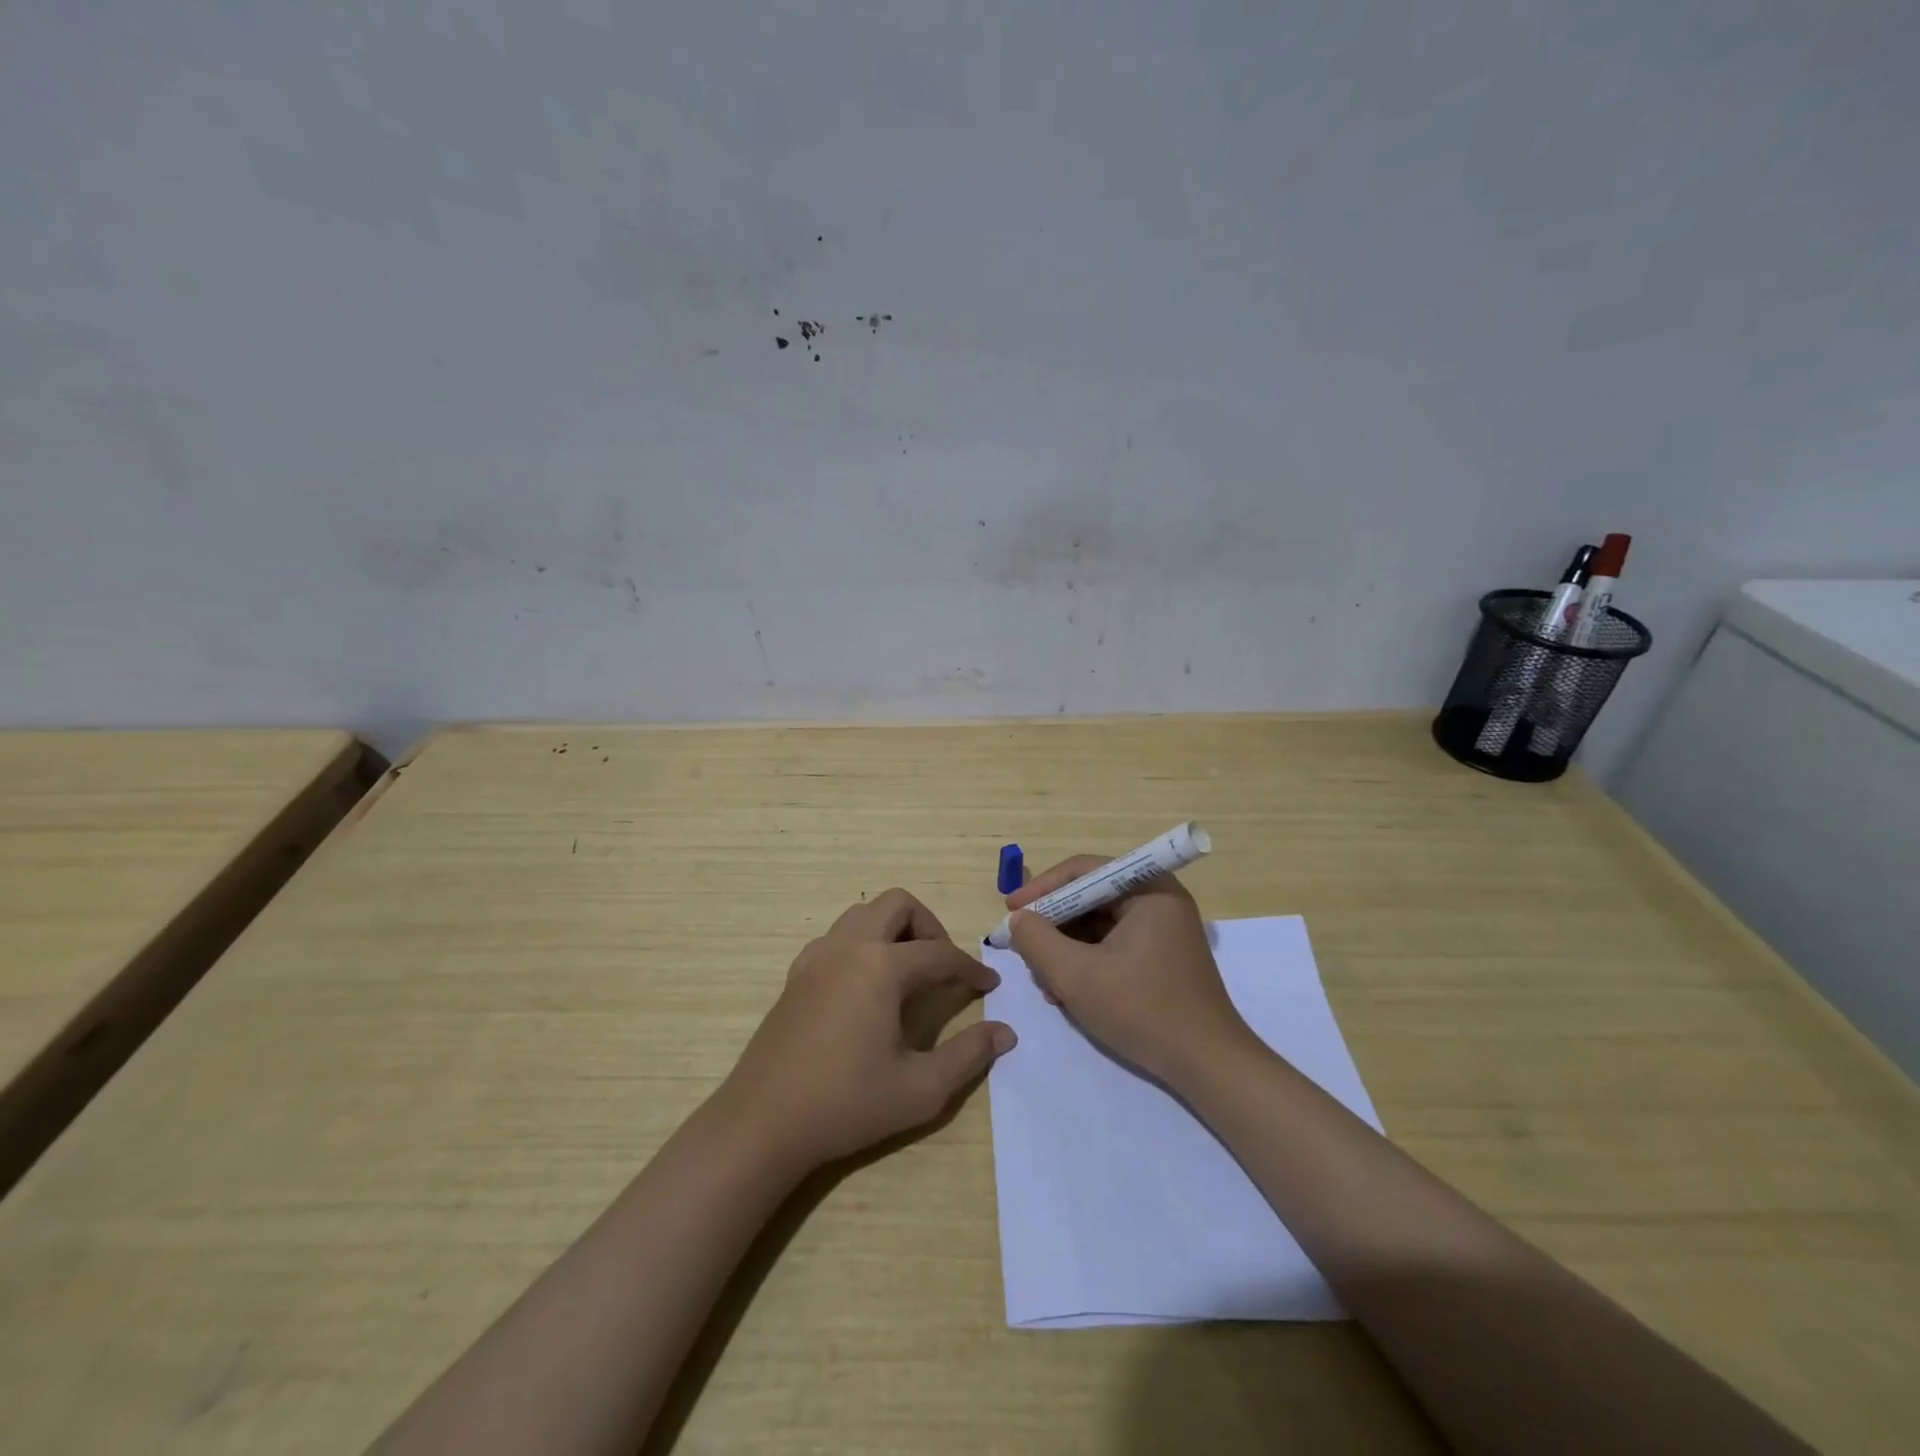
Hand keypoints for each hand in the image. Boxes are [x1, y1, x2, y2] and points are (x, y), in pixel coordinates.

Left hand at [718, 888, 1014, 1172]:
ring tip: (908, 972)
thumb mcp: (920, 1089)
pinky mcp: (797, 973)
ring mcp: (817, 956)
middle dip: (930, 926)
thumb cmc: (846, 1104)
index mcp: (881, 967)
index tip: (990, 984)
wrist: (762, 1122)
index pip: (940, 953)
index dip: (970, 968)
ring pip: (864, 913)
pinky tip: (866, 986)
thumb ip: (968, 1056)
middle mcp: (849, 947)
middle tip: (943, 966)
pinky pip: (838, 936)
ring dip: (893, 929)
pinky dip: (862, 943)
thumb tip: (1005, 1032)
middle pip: (898, 904)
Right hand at [1007, 857, 1253, 1088]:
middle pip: (1090, 897)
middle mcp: (1159, 900)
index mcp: (1148, 889)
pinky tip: (1067, 992)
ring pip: (1098, 925)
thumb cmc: (1142, 1011)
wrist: (1208, 1067)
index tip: (1010, 910)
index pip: (1083, 871)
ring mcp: (1163, 930)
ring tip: (1045, 981)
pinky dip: (1086, 962)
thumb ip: (1037, 941)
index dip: (1042, 888)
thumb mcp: (1076, 975)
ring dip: (1066, 948)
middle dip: (1053, 925)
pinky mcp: (1161, 958)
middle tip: (1023, 948)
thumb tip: (1018, 920)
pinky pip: (1112, 945)